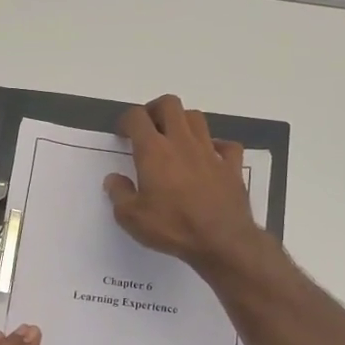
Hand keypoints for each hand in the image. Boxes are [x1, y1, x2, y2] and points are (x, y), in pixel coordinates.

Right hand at [104, 95, 263, 273]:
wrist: (221, 240)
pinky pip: (226, 145)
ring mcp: (210, 151)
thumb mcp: (131, 218)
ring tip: (175, 139)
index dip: (126, 120)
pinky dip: (216, 146)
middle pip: (169, 104)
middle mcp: (182, 142)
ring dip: (183, 122)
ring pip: (196, 118)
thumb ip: (119, 194)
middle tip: (148, 127)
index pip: (137, 117)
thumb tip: (114, 179)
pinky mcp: (231, 166)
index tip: (122, 134)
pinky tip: (209, 157)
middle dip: (155, 110)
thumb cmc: (172, 227)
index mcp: (154, 151)